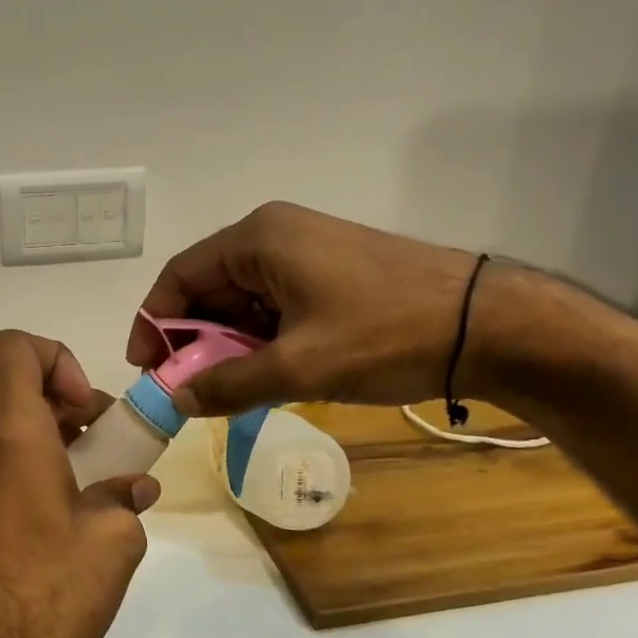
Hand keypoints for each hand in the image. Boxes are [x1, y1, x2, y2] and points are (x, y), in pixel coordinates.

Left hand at [0, 331, 160, 637]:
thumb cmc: (47, 592)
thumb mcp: (112, 541)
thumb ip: (125, 496)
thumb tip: (134, 487)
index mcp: (9, 430)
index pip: (17, 346)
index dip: (57, 359)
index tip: (84, 407)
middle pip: (13, 390)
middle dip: (61, 407)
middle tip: (98, 450)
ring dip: (39, 440)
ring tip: (77, 488)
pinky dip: (14, 466)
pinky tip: (42, 517)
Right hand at [130, 201, 481, 415]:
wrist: (490, 326)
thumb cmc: (386, 335)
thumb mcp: (298, 367)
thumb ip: (228, 384)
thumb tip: (177, 400)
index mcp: (258, 240)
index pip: (180, 276)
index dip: (154, 322)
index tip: (147, 369)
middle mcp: (275, 237)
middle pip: (209, 288)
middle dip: (194, 340)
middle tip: (188, 390)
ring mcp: (306, 253)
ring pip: (243, 302)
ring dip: (228, 346)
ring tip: (230, 391)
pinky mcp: (331, 275)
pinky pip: (275, 306)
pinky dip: (261, 341)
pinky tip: (268, 375)